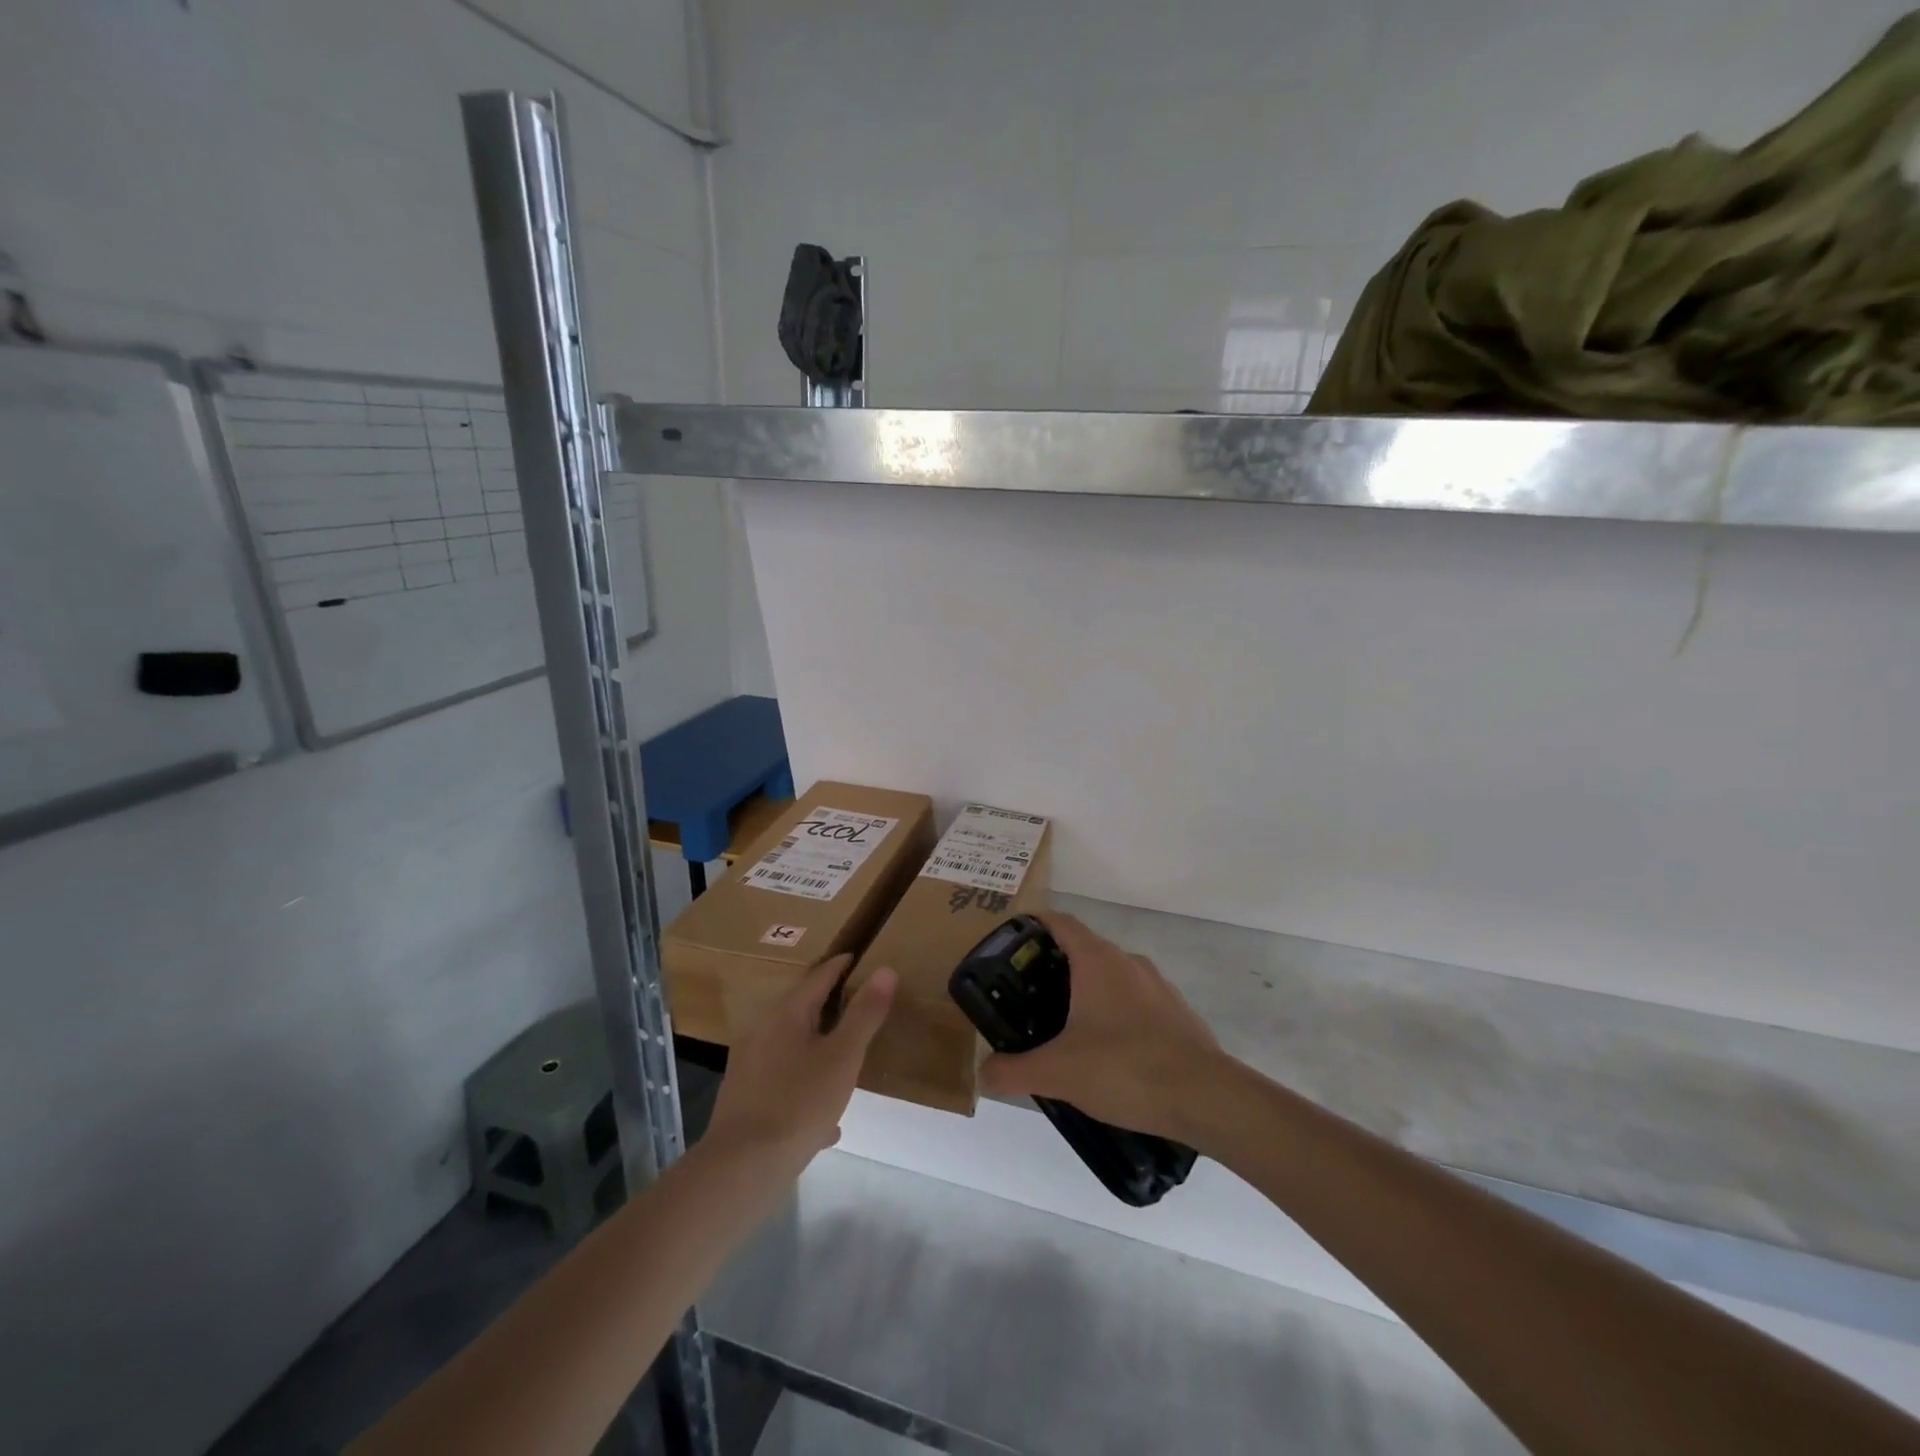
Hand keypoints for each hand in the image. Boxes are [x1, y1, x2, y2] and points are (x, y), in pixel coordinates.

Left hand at [704, 955, 896, 1170]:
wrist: (741, 1167)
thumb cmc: (799, 1102)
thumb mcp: (843, 1056)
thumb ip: (865, 1013)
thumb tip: (885, 970)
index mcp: (786, 1014)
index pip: (817, 977)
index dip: (839, 966)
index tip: (855, 958)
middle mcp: (762, 1031)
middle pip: (800, 1010)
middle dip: (828, 1007)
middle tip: (855, 1007)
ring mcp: (749, 1066)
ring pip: (791, 1047)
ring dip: (817, 1049)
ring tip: (843, 1064)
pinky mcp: (743, 1099)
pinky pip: (783, 1081)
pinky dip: (805, 1086)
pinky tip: (824, 1122)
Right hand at [978, 913, 1226, 1142]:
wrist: (1206, 1098)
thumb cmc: (1125, 1068)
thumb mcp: (1058, 1073)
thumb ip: (1014, 1071)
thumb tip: (984, 1074)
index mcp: (1097, 960)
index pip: (1059, 922)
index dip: (1032, 926)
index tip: (1010, 944)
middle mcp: (1128, 963)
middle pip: (1083, 950)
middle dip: (1054, 969)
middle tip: (1027, 998)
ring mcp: (1158, 987)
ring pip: (1112, 978)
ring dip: (1087, 995)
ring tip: (1065, 1031)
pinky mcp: (1177, 1015)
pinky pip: (1136, 1004)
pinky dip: (1116, 1017)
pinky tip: (1108, 1056)